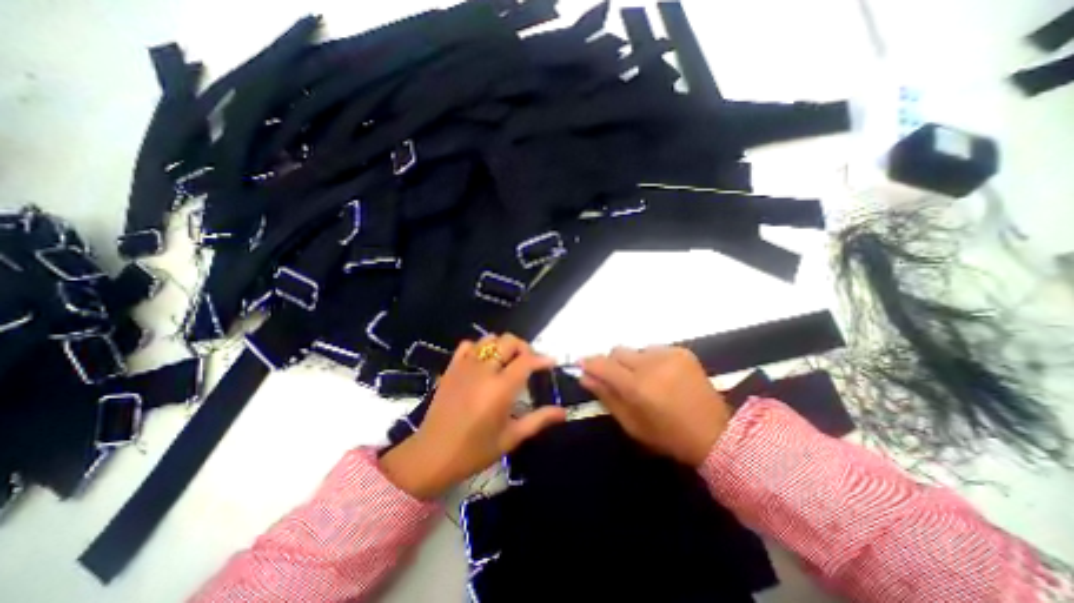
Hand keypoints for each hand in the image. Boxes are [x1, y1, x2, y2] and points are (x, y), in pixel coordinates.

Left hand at [379, 335, 564, 499]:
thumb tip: (564, 412)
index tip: (551, 363)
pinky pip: (468, 345)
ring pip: (489, 339)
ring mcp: (465, 366)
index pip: (527, 360)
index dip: (542, 358)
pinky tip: (484, 361)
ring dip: (503, 345)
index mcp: (501, 388)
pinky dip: (480, 347)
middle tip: (529, 363)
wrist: (432, 455)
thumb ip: (539, 420)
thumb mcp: (511, 438)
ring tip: (508, 360)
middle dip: (524, 348)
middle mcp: (484, 370)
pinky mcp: (451, 368)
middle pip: (509, 342)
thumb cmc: (475, 451)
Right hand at [580, 345, 729, 465]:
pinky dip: (651, 361)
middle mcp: (651, 364)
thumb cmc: (668, 435)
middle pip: (618, 351)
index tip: (583, 366)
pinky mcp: (682, 352)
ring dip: (633, 362)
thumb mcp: (631, 423)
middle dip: (613, 363)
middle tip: (620, 380)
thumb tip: (585, 377)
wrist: (716, 433)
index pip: (603, 364)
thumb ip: (606, 396)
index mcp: (637, 387)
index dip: (589, 363)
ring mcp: (669, 355)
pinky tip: (662, 377)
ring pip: (636, 350)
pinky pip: (654, 350)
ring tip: (646, 380)